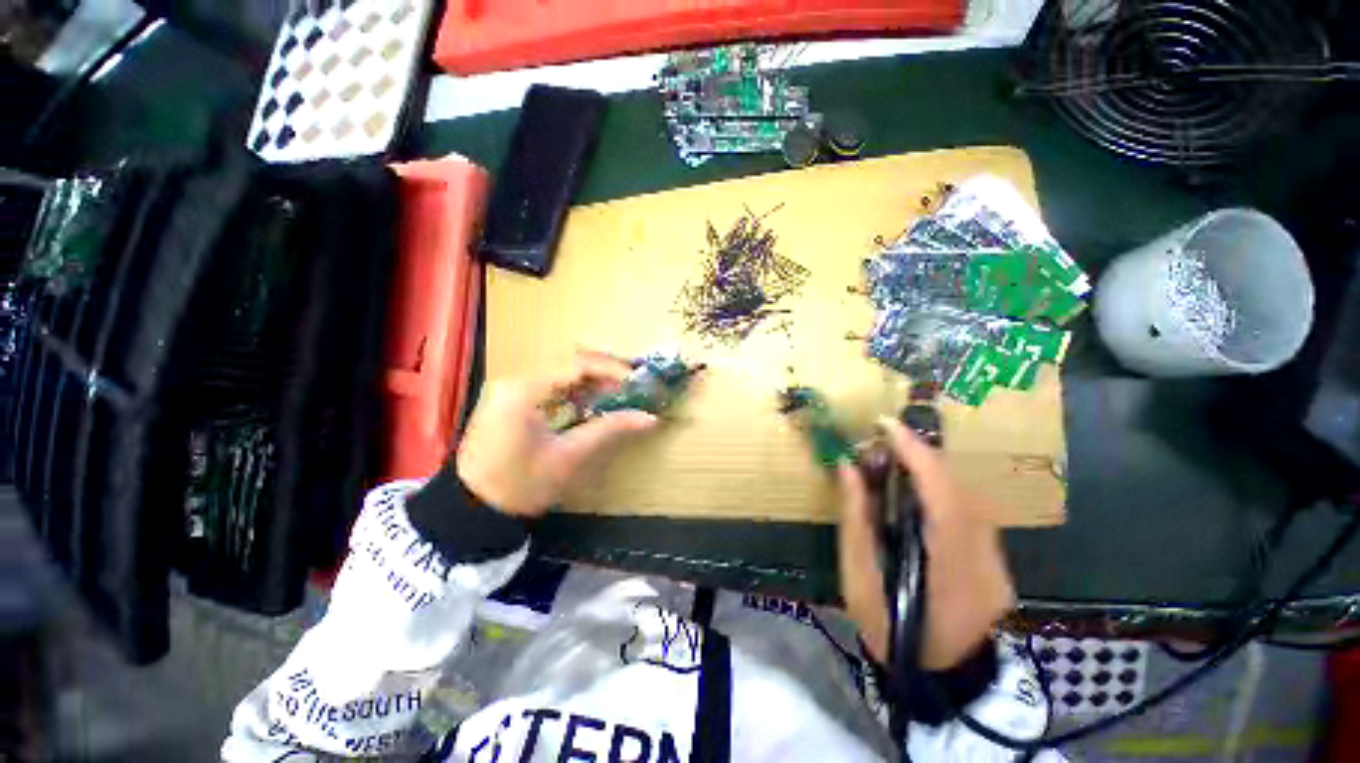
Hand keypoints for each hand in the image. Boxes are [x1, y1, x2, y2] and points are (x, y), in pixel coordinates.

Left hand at [456, 350, 659, 517]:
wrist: (470, 510)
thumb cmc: (520, 485)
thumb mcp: (569, 457)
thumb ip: (609, 430)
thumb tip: (650, 418)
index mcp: (525, 390)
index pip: (577, 365)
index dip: (612, 370)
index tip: (638, 382)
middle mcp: (515, 380)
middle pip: (569, 363)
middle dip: (604, 372)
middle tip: (632, 386)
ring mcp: (509, 388)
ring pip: (560, 372)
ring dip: (591, 381)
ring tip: (618, 394)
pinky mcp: (510, 399)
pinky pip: (549, 385)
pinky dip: (574, 391)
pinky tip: (591, 403)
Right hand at [836, 418, 1014, 669]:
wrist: (941, 675)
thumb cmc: (891, 630)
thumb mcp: (860, 579)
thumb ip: (856, 521)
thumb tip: (849, 469)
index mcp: (951, 570)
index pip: (943, 498)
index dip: (917, 455)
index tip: (887, 426)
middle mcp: (986, 559)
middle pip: (959, 489)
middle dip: (920, 455)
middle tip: (883, 440)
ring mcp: (998, 560)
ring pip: (967, 495)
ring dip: (929, 468)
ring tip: (894, 457)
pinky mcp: (997, 559)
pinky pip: (968, 509)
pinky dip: (940, 488)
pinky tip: (915, 487)